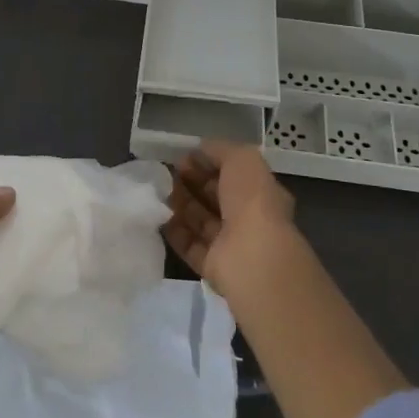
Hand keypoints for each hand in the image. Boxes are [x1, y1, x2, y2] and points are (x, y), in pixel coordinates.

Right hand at [164, 141, 298, 297]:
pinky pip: (189, 245)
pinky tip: (157, 216)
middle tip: (165, 174)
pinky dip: (174, 231)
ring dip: (180, 205)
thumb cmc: (251, 201)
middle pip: (214, 197)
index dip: (207, 164)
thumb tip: (198, 151)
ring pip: (200, 220)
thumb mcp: (241, 159)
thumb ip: (220, 150)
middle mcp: (248, 219)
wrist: (252, 258)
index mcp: (260, 192)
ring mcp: (230, 245)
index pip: (232, 174)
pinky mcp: (212, 267)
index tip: (181, 158)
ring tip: (157, 191)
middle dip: (191, 183)